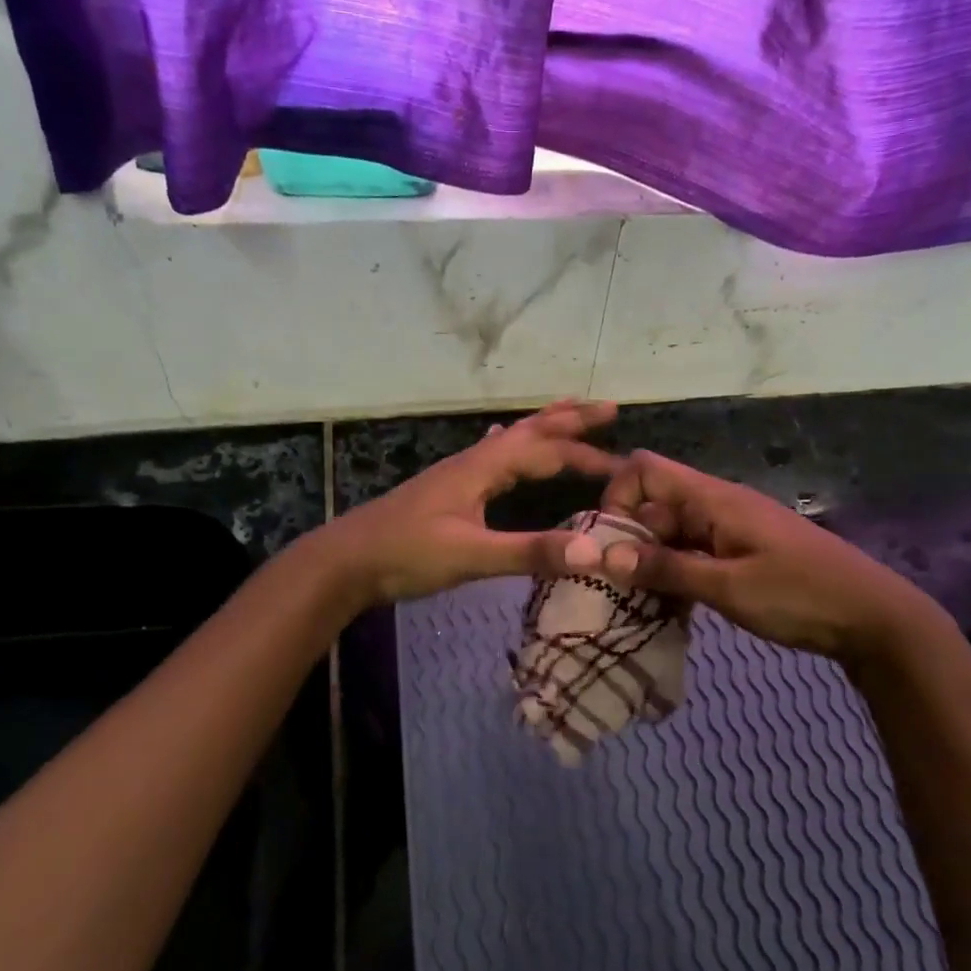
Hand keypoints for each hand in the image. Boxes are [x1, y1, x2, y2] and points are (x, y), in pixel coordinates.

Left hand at [323, 400, 616, 609]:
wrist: (344, 562)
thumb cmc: (405, 554)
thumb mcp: (470, 555)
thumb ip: (530, 552)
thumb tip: (594, 551)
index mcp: (483, 467)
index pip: (546, 451)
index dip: (587, 456)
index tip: (625, 467)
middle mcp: (473, 461)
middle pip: (530, 430)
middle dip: (570, 418)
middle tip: (609, 408)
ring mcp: (457, 473)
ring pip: (511, 440)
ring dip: (544, 426)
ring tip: (568, 414)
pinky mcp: (447, 490)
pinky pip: (492, 455)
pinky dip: (512, 444)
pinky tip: (502, 443)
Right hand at [564, 450, 945, 660]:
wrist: (874, 618)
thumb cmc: (801, 596)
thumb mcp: (728, 588)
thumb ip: (666, 569)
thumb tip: (604, 556)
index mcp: (713, 498)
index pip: (645, 470)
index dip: (617, 498)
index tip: (609, 547)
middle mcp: (717, 504)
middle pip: (654, 504)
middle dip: (629, 541)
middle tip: (620, 590)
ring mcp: (731, 529)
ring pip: (671, 532)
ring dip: (652, 562)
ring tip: (641, 604)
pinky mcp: (742, 552)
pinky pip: (693, 552)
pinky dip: (676, 573)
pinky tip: (672, 608)